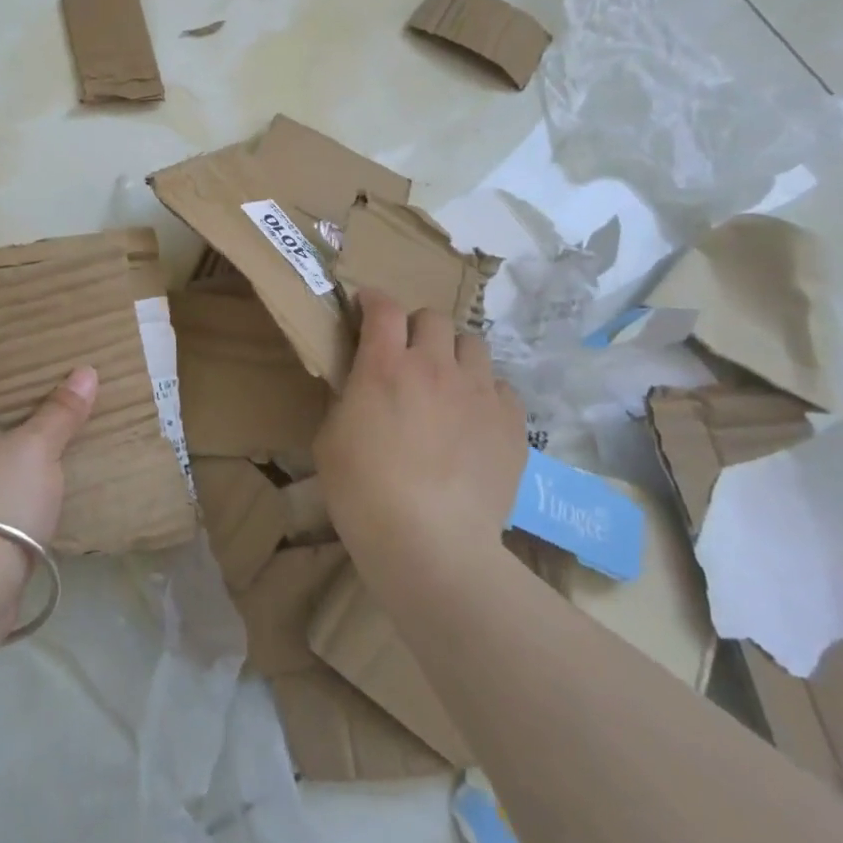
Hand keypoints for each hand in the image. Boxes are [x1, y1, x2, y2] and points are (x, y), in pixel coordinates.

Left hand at [0, 367, 98, 547]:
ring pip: (2, 453)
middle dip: (35, 406)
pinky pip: (5, 485)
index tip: (57, 358)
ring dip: (34, 444)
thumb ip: (60, 411)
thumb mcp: (36, 448)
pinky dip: (29, 476)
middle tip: (78, 390)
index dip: (22, 367)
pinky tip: (61, 475)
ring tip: (77, 428)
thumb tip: (84, 371)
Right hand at [314, 290, 526, 563]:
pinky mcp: (512, 423)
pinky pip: (501, 387)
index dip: (373, 300)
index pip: (383, 308)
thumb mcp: (331, 438)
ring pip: (473, 346)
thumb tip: (361, 386)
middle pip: (434, 318)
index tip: (366, 306)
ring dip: (454, 355)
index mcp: (385, 365)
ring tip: (445, 384)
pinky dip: (484, 392)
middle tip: (405, 354)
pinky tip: (472, 419)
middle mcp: (435, 366)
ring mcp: (480, 393)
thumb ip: (348, 399)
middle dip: (416, 327)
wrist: (430, 542)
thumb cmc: (363, 491)